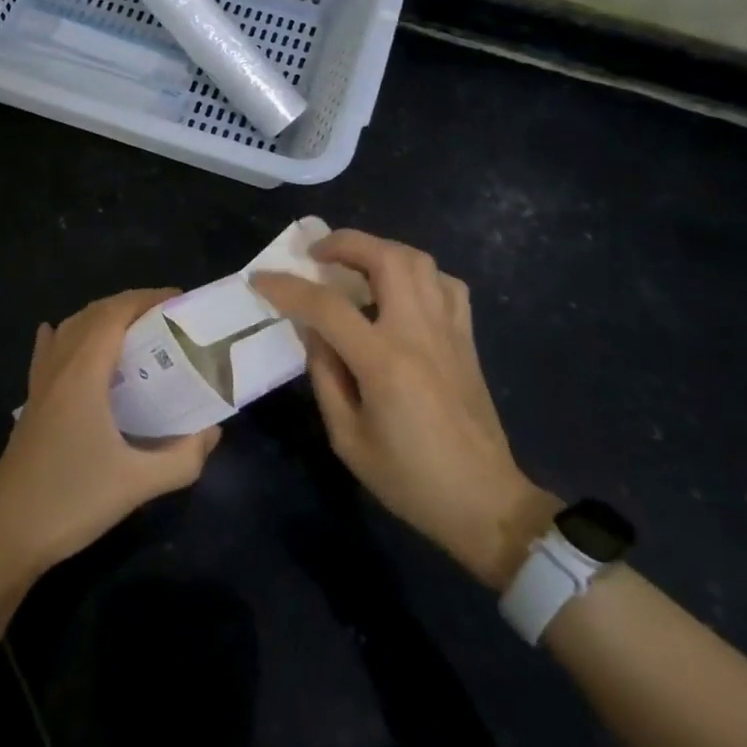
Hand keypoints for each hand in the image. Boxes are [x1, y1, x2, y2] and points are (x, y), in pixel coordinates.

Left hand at [0, 288, 221, 582]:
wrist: (7, 534)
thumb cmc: (72, 501)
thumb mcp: (138, 483)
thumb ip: (183, 457)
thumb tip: (213, 431)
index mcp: (83, 373)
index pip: (115, 314)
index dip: (147, 298)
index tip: (179, 300)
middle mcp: (59, 366)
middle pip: (93, 314)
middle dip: (130, 305)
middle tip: (166, 316)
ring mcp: (40, 384)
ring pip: (70, 329)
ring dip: (101, 318)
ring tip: (135, 330)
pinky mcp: (31, 403)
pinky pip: (48, 351)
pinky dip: (65, 336)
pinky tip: (63, 337)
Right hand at [254, 230, 556, 590]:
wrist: (485, 502)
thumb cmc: (409, 479)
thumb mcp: (347, 438)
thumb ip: (325, 376)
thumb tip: (315, 332)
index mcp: (385, 362)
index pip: (327, 306)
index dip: (288, 287)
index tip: (261, 279)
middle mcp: (419, 333)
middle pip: (386, 258)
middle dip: (344, 243)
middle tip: (316, 254)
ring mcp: (449, 331)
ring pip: (418, 261)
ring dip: (379, 250)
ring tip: (353, 264)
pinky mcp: (466, 338)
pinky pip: (444, 284)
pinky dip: (417, 273)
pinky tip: (399, 290)